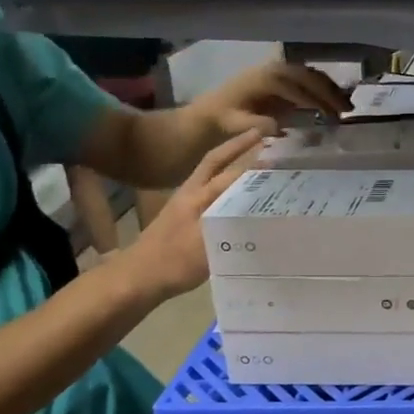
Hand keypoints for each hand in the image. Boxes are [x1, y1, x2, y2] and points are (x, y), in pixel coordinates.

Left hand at [120, 129, 263, 299]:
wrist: (137, 278)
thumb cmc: (174, 261)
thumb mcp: (208, 243)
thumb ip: (234, 223)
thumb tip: (266, 210)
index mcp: (199, 196)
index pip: (232, 170)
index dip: (254, 158)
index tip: (276, 145)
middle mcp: (191, 193)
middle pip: (216, 161)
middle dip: (238, 147)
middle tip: (261, 135)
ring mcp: (184, 204)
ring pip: (211, 174)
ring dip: (230, 161)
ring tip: (253, 156)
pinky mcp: (182, 217)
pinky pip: (209, 190)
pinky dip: (223, 182)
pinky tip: (235, 190)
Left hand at [203, 61, 347, 137]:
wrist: (213, 110)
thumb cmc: (225, 119)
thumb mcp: (238, 124)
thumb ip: (259, 125)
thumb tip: (281, 128)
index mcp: (265, 79)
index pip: (296, 88)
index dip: (316, 101)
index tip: (332, 116)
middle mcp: (275, 69)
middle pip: (309, 77)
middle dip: (330, 93)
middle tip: (348, 110)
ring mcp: (280, 70)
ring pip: (312, 75)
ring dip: (331, 89)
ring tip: (347, 107)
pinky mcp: (284, 76)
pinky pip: (309, 77)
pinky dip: (324, 87)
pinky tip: (335, 101)